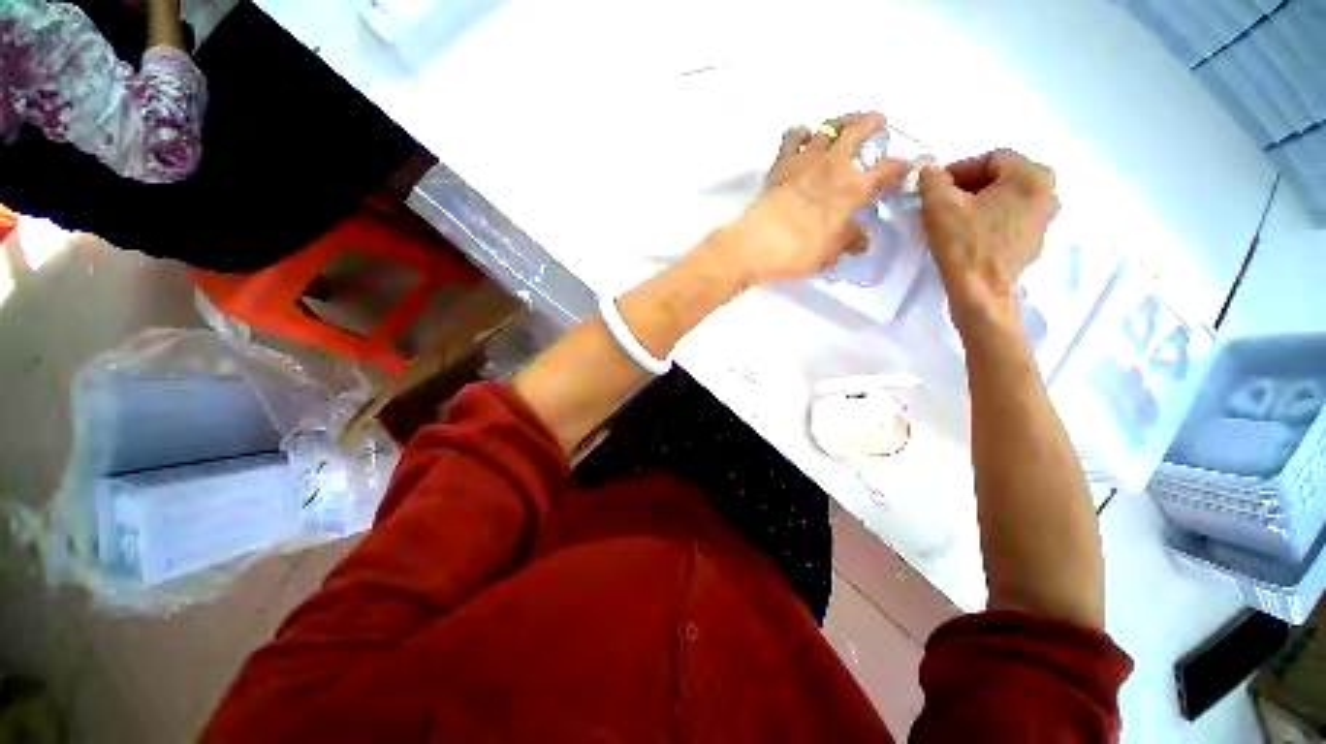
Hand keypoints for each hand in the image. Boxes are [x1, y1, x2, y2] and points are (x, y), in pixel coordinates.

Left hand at [721, 112, 907, 284]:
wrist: (759, 243)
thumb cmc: (800, 251)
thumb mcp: (831, 252)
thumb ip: (848, 241)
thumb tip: (862, 240)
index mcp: (854, 188)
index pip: (888, 171)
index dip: (901, 167)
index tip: (908, 165)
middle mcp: (835, 165)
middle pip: (859, 131)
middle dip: (872, 122)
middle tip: (878, 120)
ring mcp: (807, 159)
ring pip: (828, 126)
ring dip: (840, 121)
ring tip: (844, 123)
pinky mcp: (782, 162)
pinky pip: (793, 136)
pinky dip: (801, 133)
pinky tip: (803, 138)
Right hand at [918, 149, 1058, 334]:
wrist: (981, 292)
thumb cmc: (964, 244)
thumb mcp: (939, 205)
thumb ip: (932, 179)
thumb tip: (930, 172)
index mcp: (1032, 176)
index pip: (991, 158)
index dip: (958, 169)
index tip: (934, 187)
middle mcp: (1048, 193)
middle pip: (1002, 178)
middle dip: (970, 186)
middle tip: (942, 202)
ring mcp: (1045, 220)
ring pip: (1007, 199)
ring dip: (980, 203)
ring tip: (953, 219)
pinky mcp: (1034, 243)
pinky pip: (1010, 220)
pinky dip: (990, 221)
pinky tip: (968, 235)